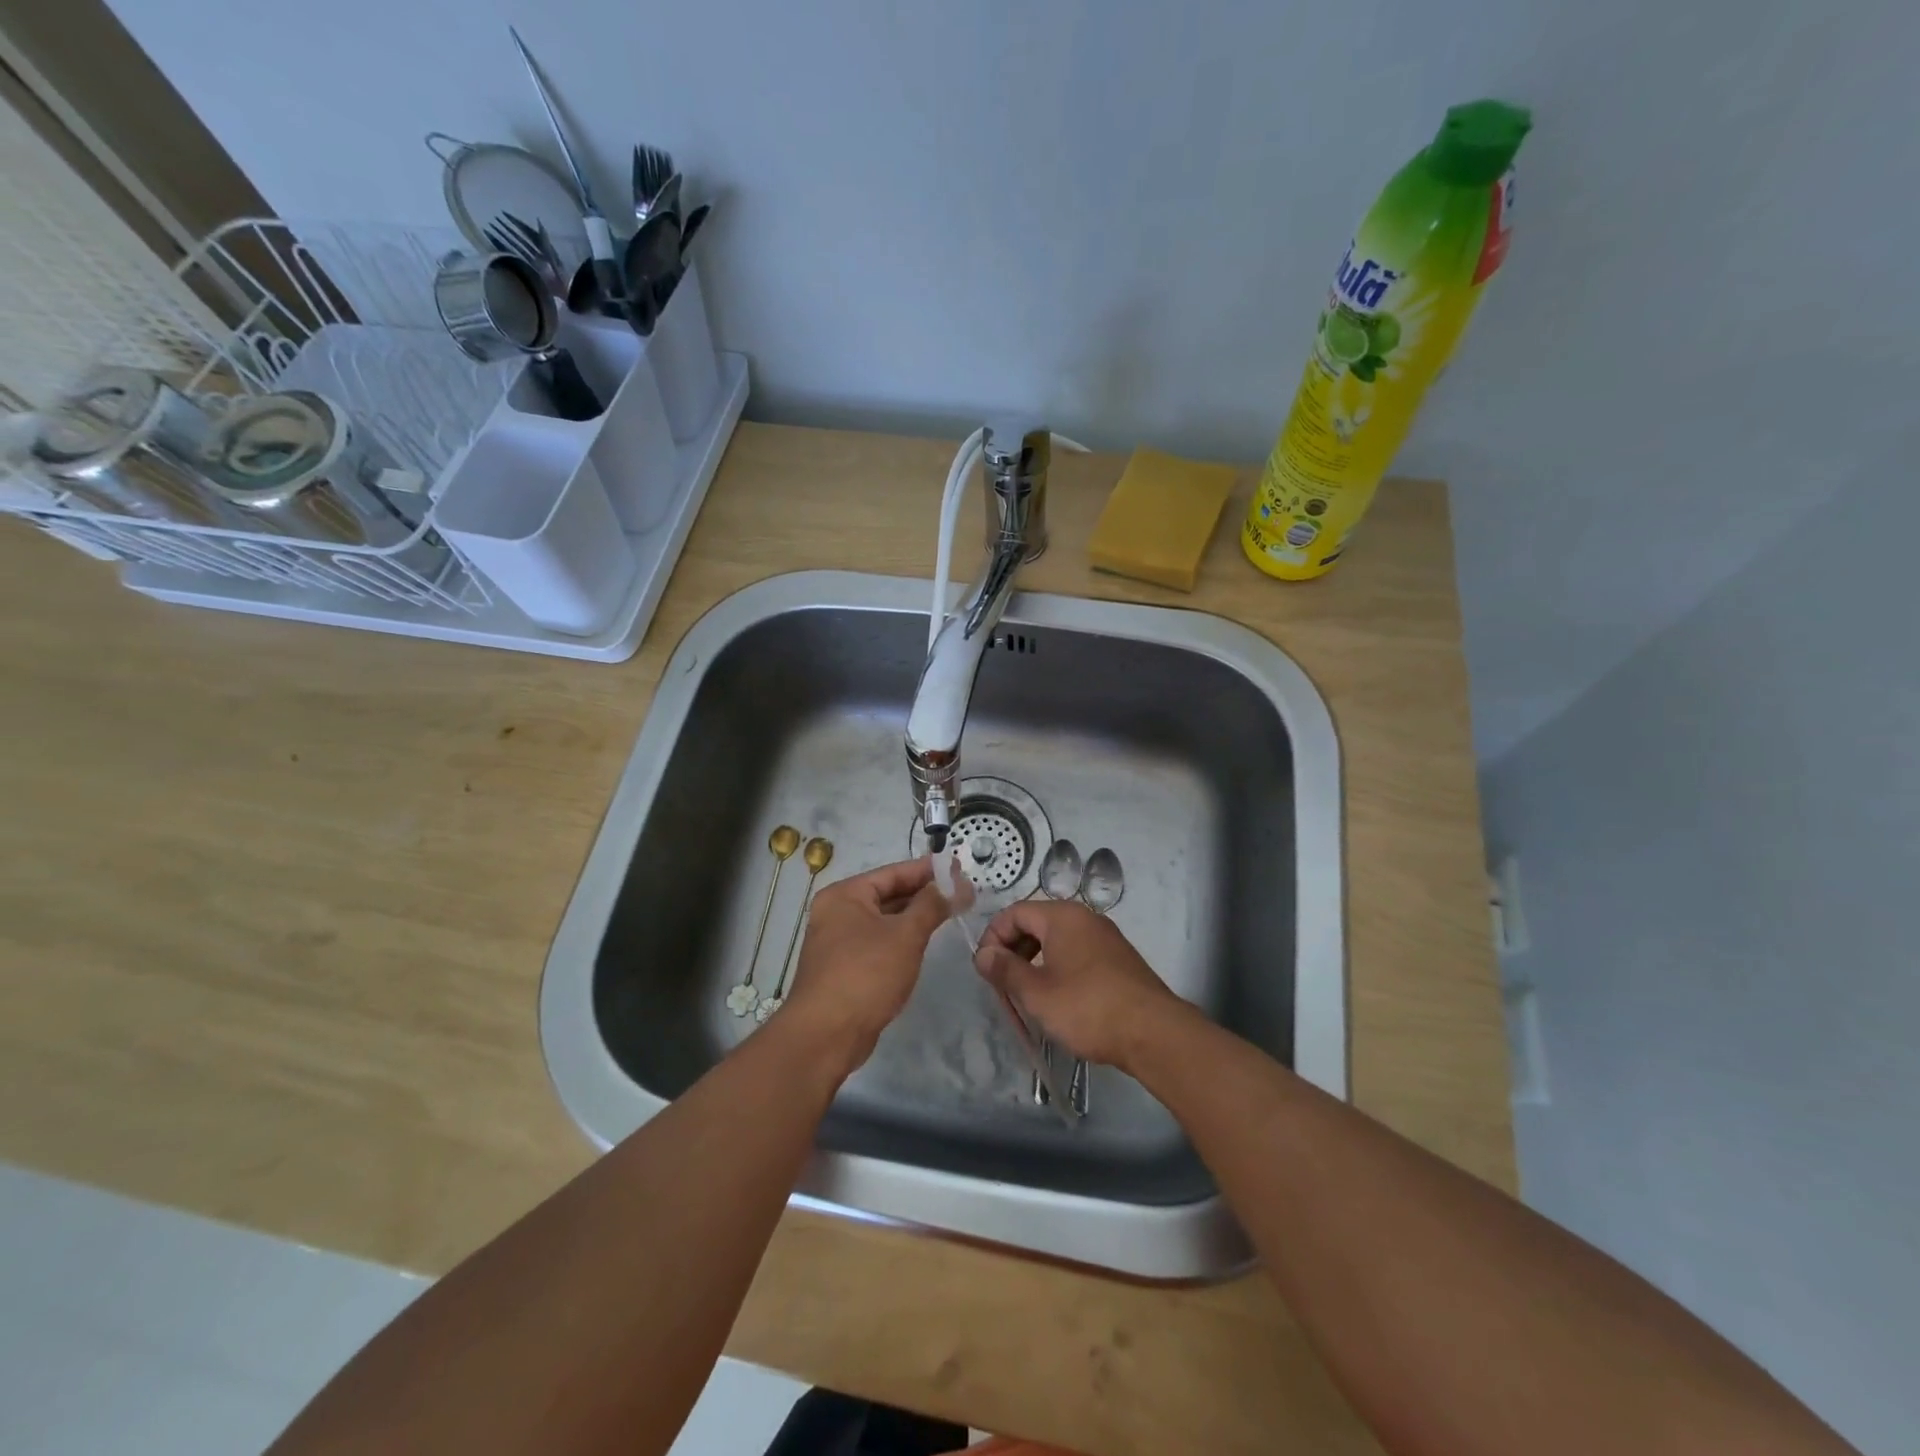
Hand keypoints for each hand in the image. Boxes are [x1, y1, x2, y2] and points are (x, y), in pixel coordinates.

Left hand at [784, 856, 968, 1067]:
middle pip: (887, 895)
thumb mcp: (905, 935)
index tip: (958, 868)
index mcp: (845, 896)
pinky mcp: (845, 969)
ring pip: (884, 921)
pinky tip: (924, 943)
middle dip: (923, 894)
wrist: (826, 1035)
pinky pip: (879, 943)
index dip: (927, 870)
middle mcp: (837, 913)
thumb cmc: (866, 974)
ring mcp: (839, 943)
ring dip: (914, 918)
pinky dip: (901, 940)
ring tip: (950, 913)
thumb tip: (956, 883)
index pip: (892, 873)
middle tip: (961, 892)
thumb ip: (932, 905)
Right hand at [973, 900, 1184, 1070]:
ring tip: (1027, 994)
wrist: (1153, 1033)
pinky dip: (1058, 968)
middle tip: (1003, 984)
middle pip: (1036, 923)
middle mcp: (1085, 918)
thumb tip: (983, 954)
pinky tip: (1057, 998)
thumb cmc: (1087, 1008)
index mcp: (1063, 916)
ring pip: (1057, 940)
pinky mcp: (1117, 960)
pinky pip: (1076, 953)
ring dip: (1034, 961)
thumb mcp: (1037, 993)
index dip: (993, 937)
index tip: (986, 970)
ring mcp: (1105, 938)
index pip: (1015, 912)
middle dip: (1013, 949)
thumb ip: (1005, 970)